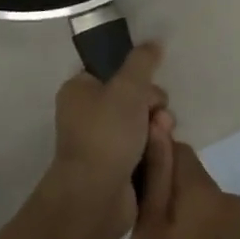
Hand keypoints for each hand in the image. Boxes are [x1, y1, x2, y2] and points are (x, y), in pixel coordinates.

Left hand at [50, 44, 166, 236]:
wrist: (96, 196)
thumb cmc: (107, 134)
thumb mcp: (128, 88)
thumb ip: (142, 62)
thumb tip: (154, 41)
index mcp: (80, 90)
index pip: (115, 73)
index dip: (137, 79)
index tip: (149, 88)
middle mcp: (87, 114)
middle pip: (133, 99)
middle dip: (153, 107)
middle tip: (158, 118)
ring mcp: (101, 143)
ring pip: (142, 126)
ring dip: (157, 131)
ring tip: (159, 140)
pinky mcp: (115, 168)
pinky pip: (142, 151)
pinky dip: (153, 153)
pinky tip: (158, 157)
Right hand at [132, 132, 239, 238]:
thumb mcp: (150, 234)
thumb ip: (156, 177)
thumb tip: (158, 125)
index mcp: (205, 190)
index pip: (175, 149)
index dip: (153, 165)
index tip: (138, 194)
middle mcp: (230, 197)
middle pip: (190, 175)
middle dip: (168, 193)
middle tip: (148, 232)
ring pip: (202, 200)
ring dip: (185, 213)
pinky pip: (217, 221)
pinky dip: (201, 232)